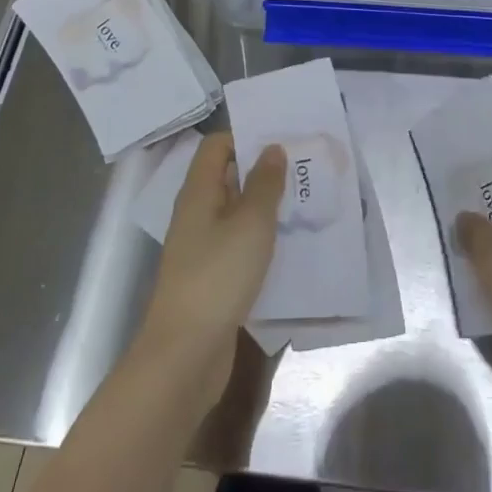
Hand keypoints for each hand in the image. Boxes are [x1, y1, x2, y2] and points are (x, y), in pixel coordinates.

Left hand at [137, 133, 284, 407]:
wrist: (185, 354)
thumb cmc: (218, 277)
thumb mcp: (251, 224)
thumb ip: (265, 184)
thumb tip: (272, 148)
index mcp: (199, 192)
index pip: (217, 145)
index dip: (246, 137)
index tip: (284, 142)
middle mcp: (197, 213)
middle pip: (228, 177)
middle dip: (264, 171)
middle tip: (305, 170)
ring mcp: (203, 247)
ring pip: (237, 212)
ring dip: (267, 206)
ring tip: (306, 203)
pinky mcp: (213, 276)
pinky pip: (239, 243)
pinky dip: (262, 239)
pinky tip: (290, 245)